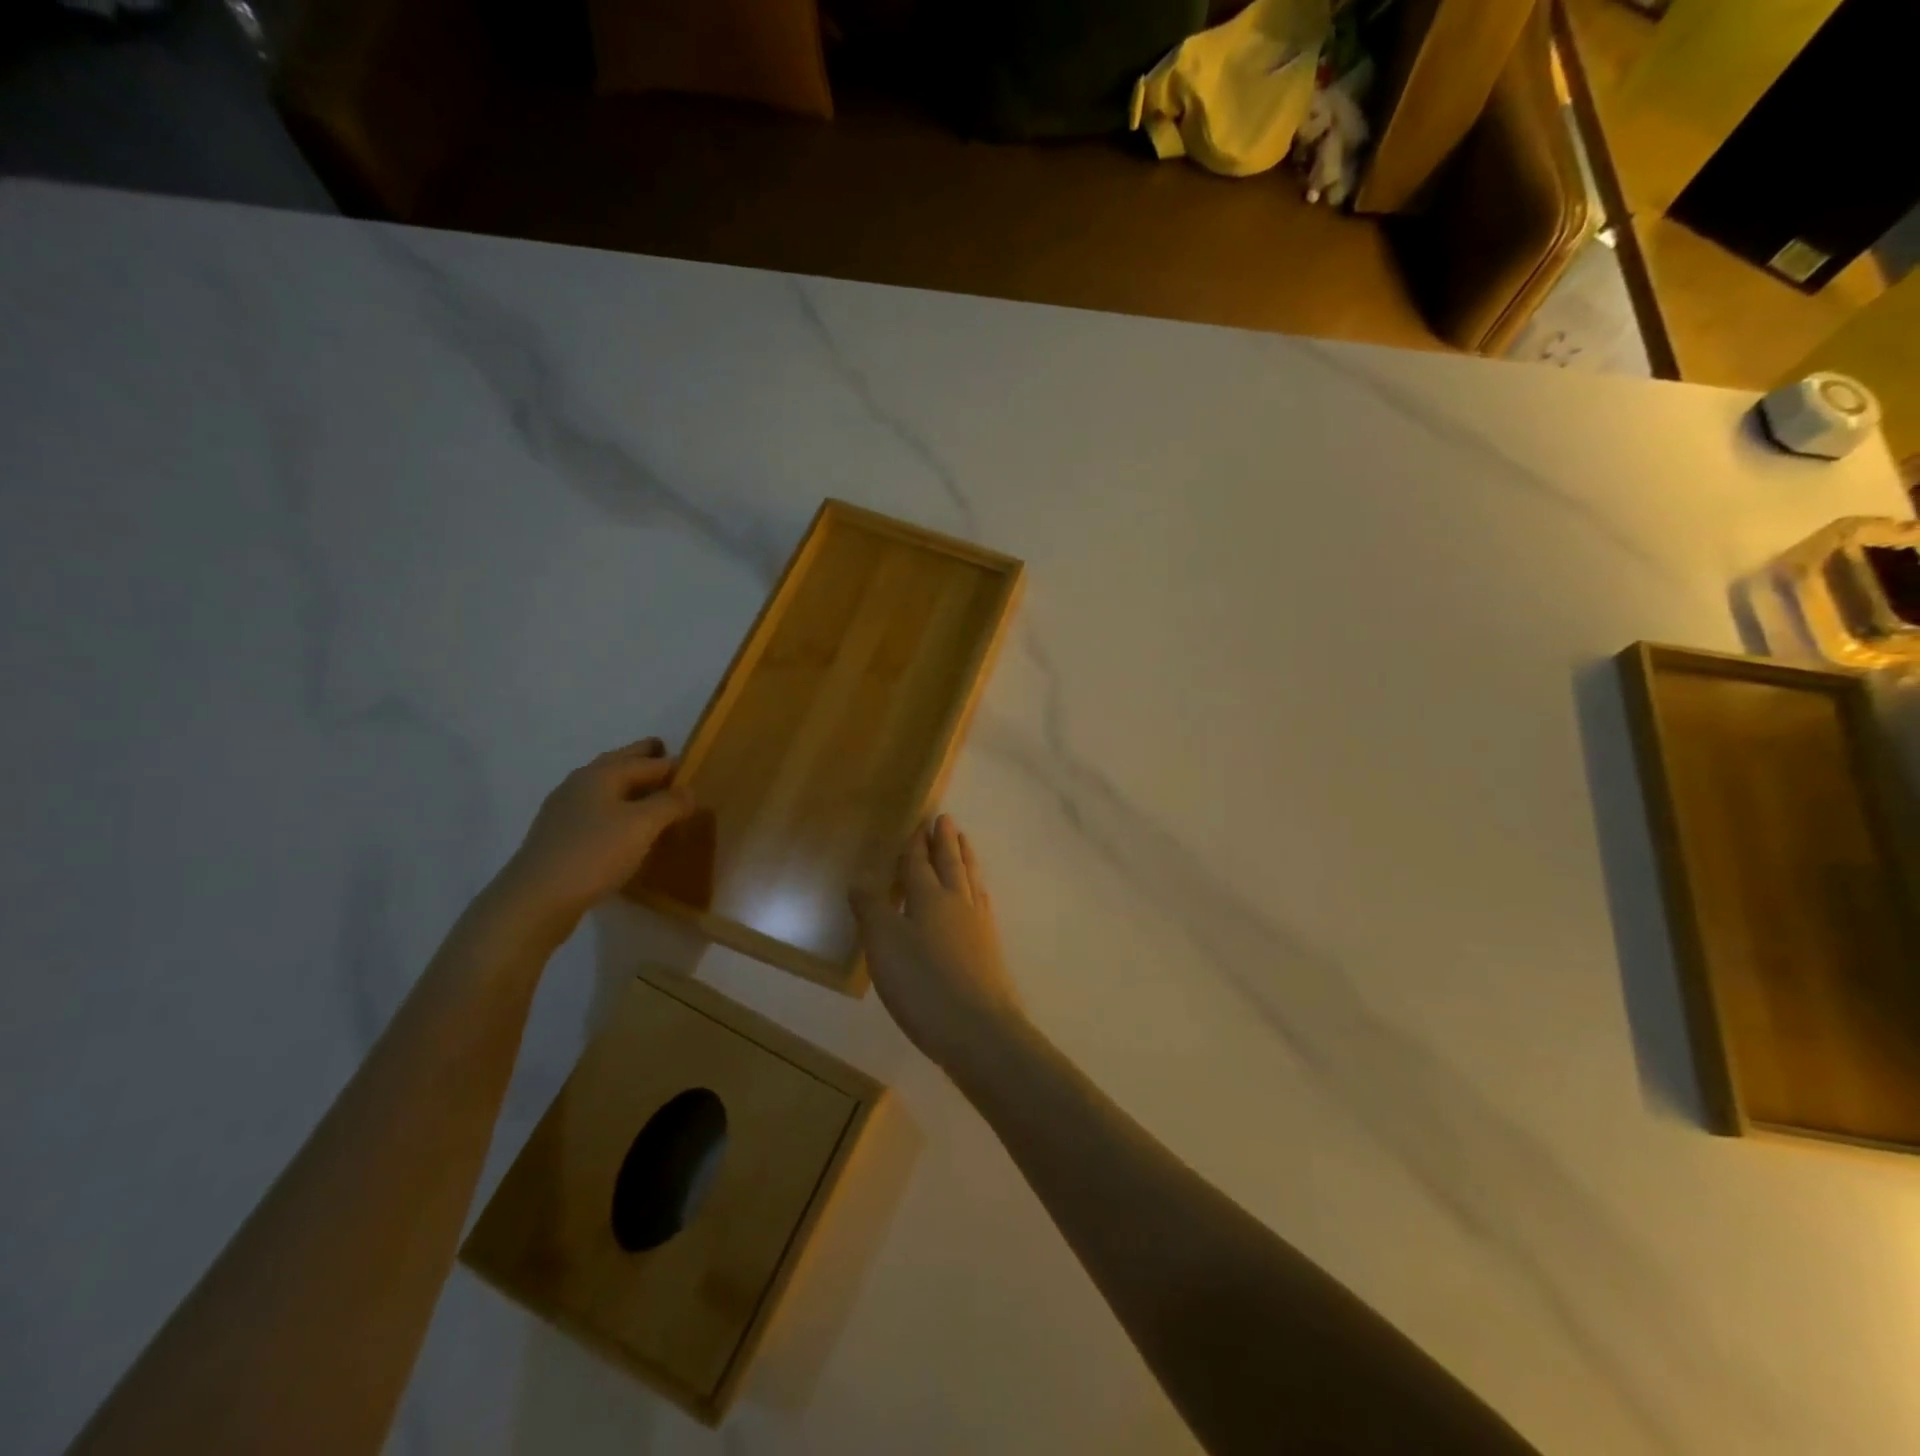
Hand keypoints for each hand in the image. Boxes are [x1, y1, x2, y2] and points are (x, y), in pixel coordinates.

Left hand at [489, 738, 695, 942]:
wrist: (536, 898)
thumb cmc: (595, 853)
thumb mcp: (643, 825)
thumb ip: (670, 803)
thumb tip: (688, 790)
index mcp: (601, 774)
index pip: (645, 761)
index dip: (670, 763)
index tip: (692, 767)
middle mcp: (580, 784)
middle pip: (618, 764)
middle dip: (641, 758)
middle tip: (664, 754)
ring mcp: (564, 811)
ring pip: (604, 788)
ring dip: (627, 785)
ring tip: (649, 794)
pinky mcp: (558, 837)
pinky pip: (594, 811)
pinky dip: (614, 809)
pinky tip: (622, 827)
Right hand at [851, 815, 1024, 1073]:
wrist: (978, 1030)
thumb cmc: (923, 984)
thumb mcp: (884, 945)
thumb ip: (871, 909)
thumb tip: (860, 879)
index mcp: (929, 897)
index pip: (920, 863)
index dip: (918, 844)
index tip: (922, 821)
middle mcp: (957, 903)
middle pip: (951, 864)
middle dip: (946, 841)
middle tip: (947, 820)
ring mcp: (978, 926)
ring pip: (971, 880)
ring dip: (965, 859)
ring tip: (965, 843)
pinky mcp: (990, 949)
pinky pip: (982, 903)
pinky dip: (978, 889)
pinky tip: (980, 894)